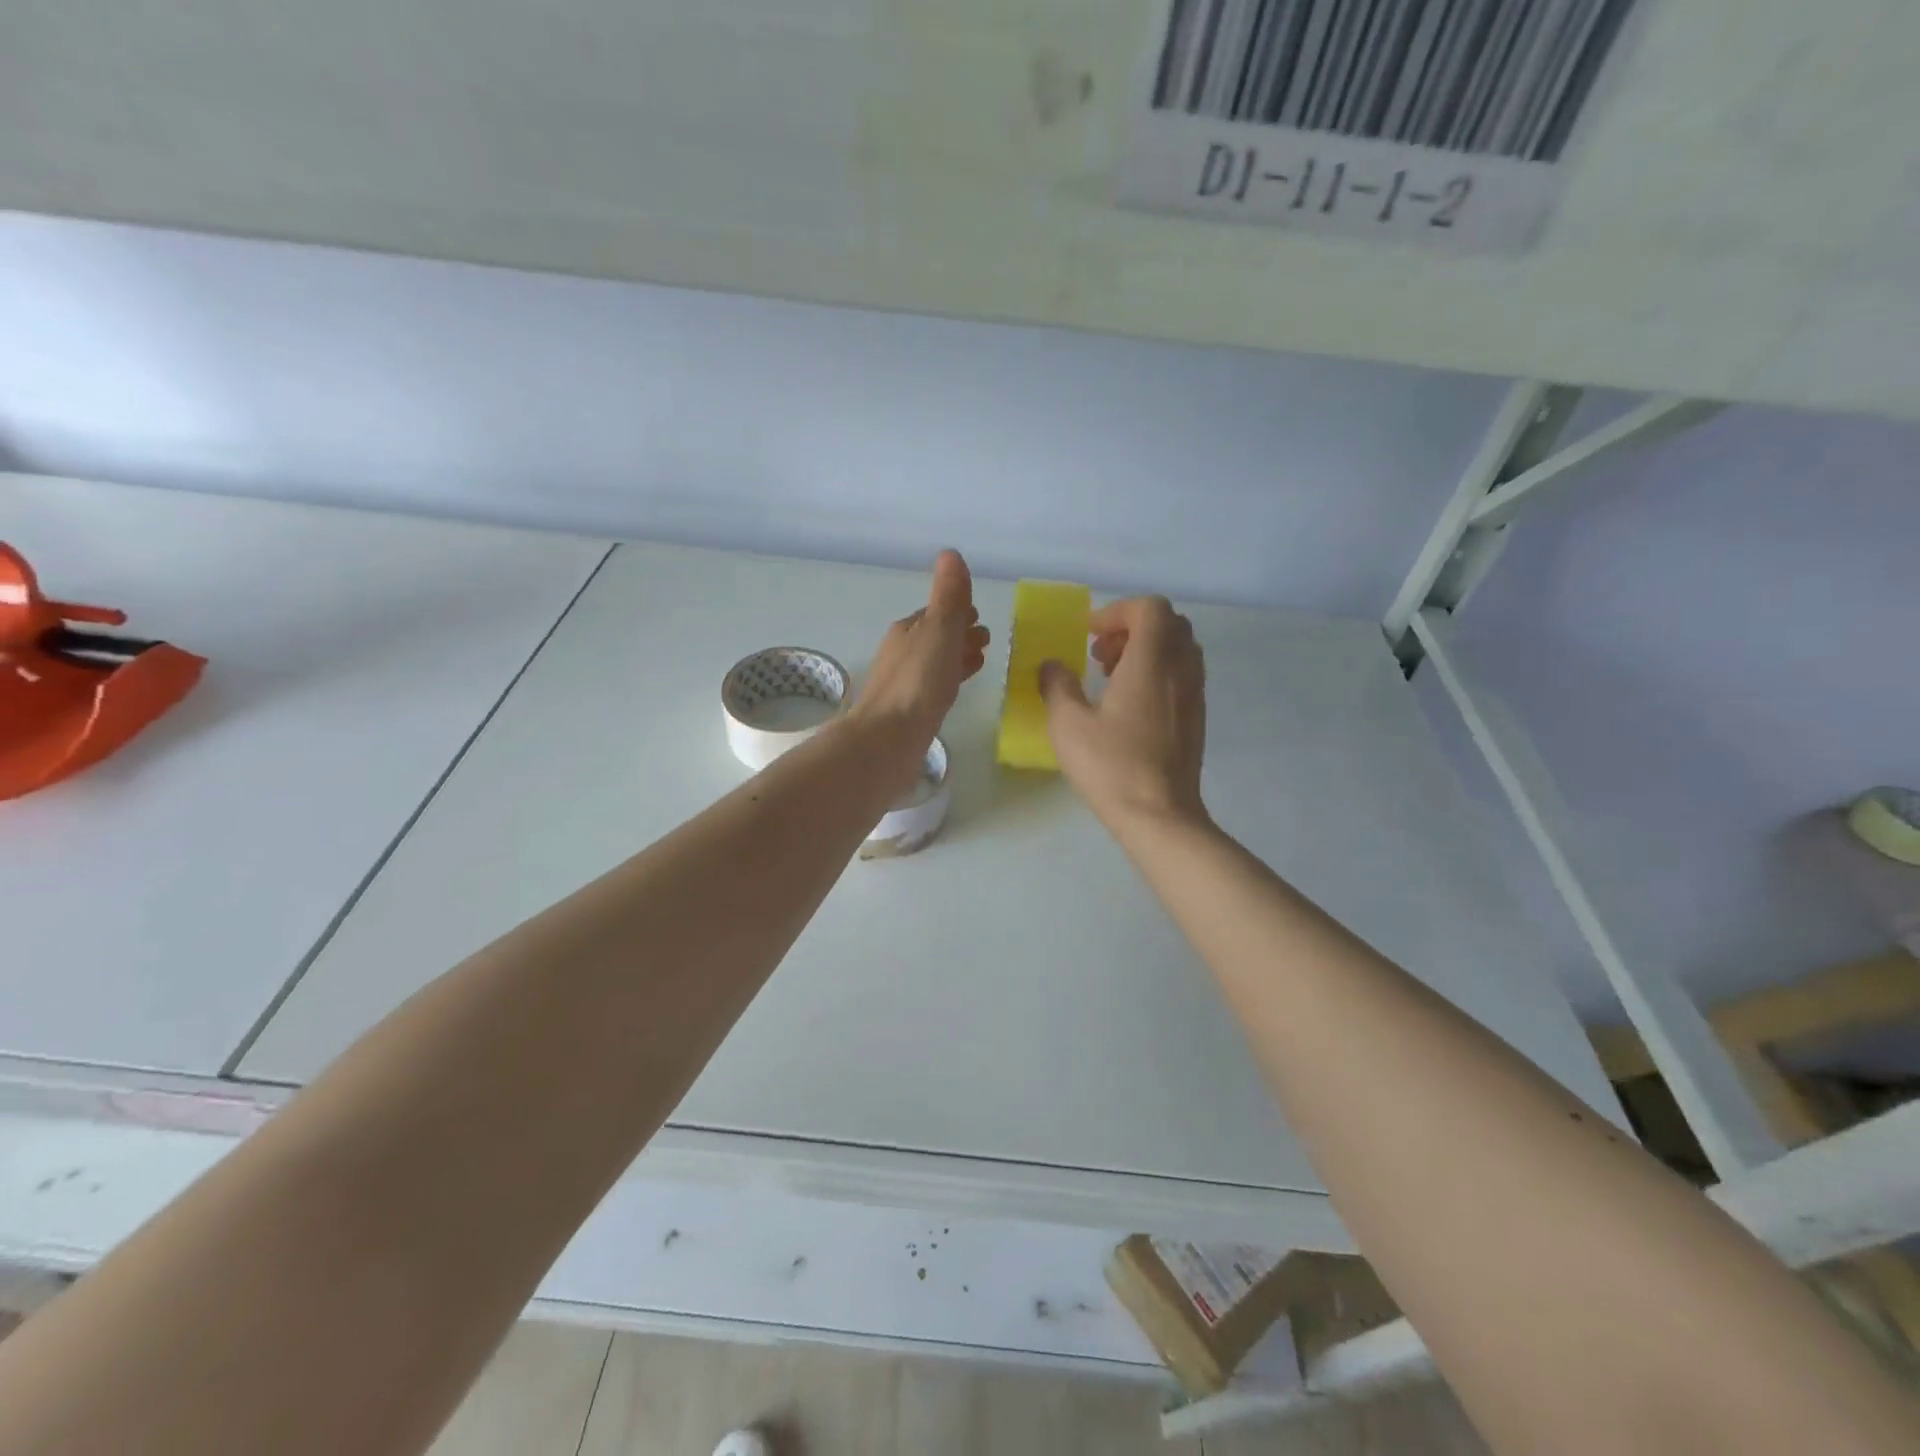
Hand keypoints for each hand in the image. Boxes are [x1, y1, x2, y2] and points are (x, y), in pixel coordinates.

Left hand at [849, 550, 989, 783]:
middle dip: (959, 634)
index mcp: (907, 630)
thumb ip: (948, 597)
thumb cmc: (917, 682)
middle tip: (986, 640)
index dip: (958, 611)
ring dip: (956, 658)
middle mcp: (901, 653)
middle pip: (935, 637)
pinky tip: (957, 690)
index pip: (936, 613)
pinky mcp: (908, 712)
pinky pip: (934, 688)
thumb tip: (950, 553)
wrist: (888, 740)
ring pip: (935, 663)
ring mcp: (903, 684)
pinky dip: (950, 680)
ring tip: (981, 661)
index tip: (979, 615)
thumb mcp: (938, 631)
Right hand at [1038, 595, 1206, 831]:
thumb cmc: (1112, 765)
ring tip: (1112, 679)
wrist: (1160, 815)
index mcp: (1152, 661)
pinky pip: (1182, 675)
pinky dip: (1158, 673)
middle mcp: (1181, 669)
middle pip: (1169, 623)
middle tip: (1100, 654)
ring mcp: (1194, 694)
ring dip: (1146, 650)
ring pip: (1179, 649)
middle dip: (1132, 627)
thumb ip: (1057, 685)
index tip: (1089, 634)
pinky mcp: (1197, 718)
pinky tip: (1130, 706)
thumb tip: (1051, 666)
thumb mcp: (1068, 724)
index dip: (1117, 611)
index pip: (1150, 608)